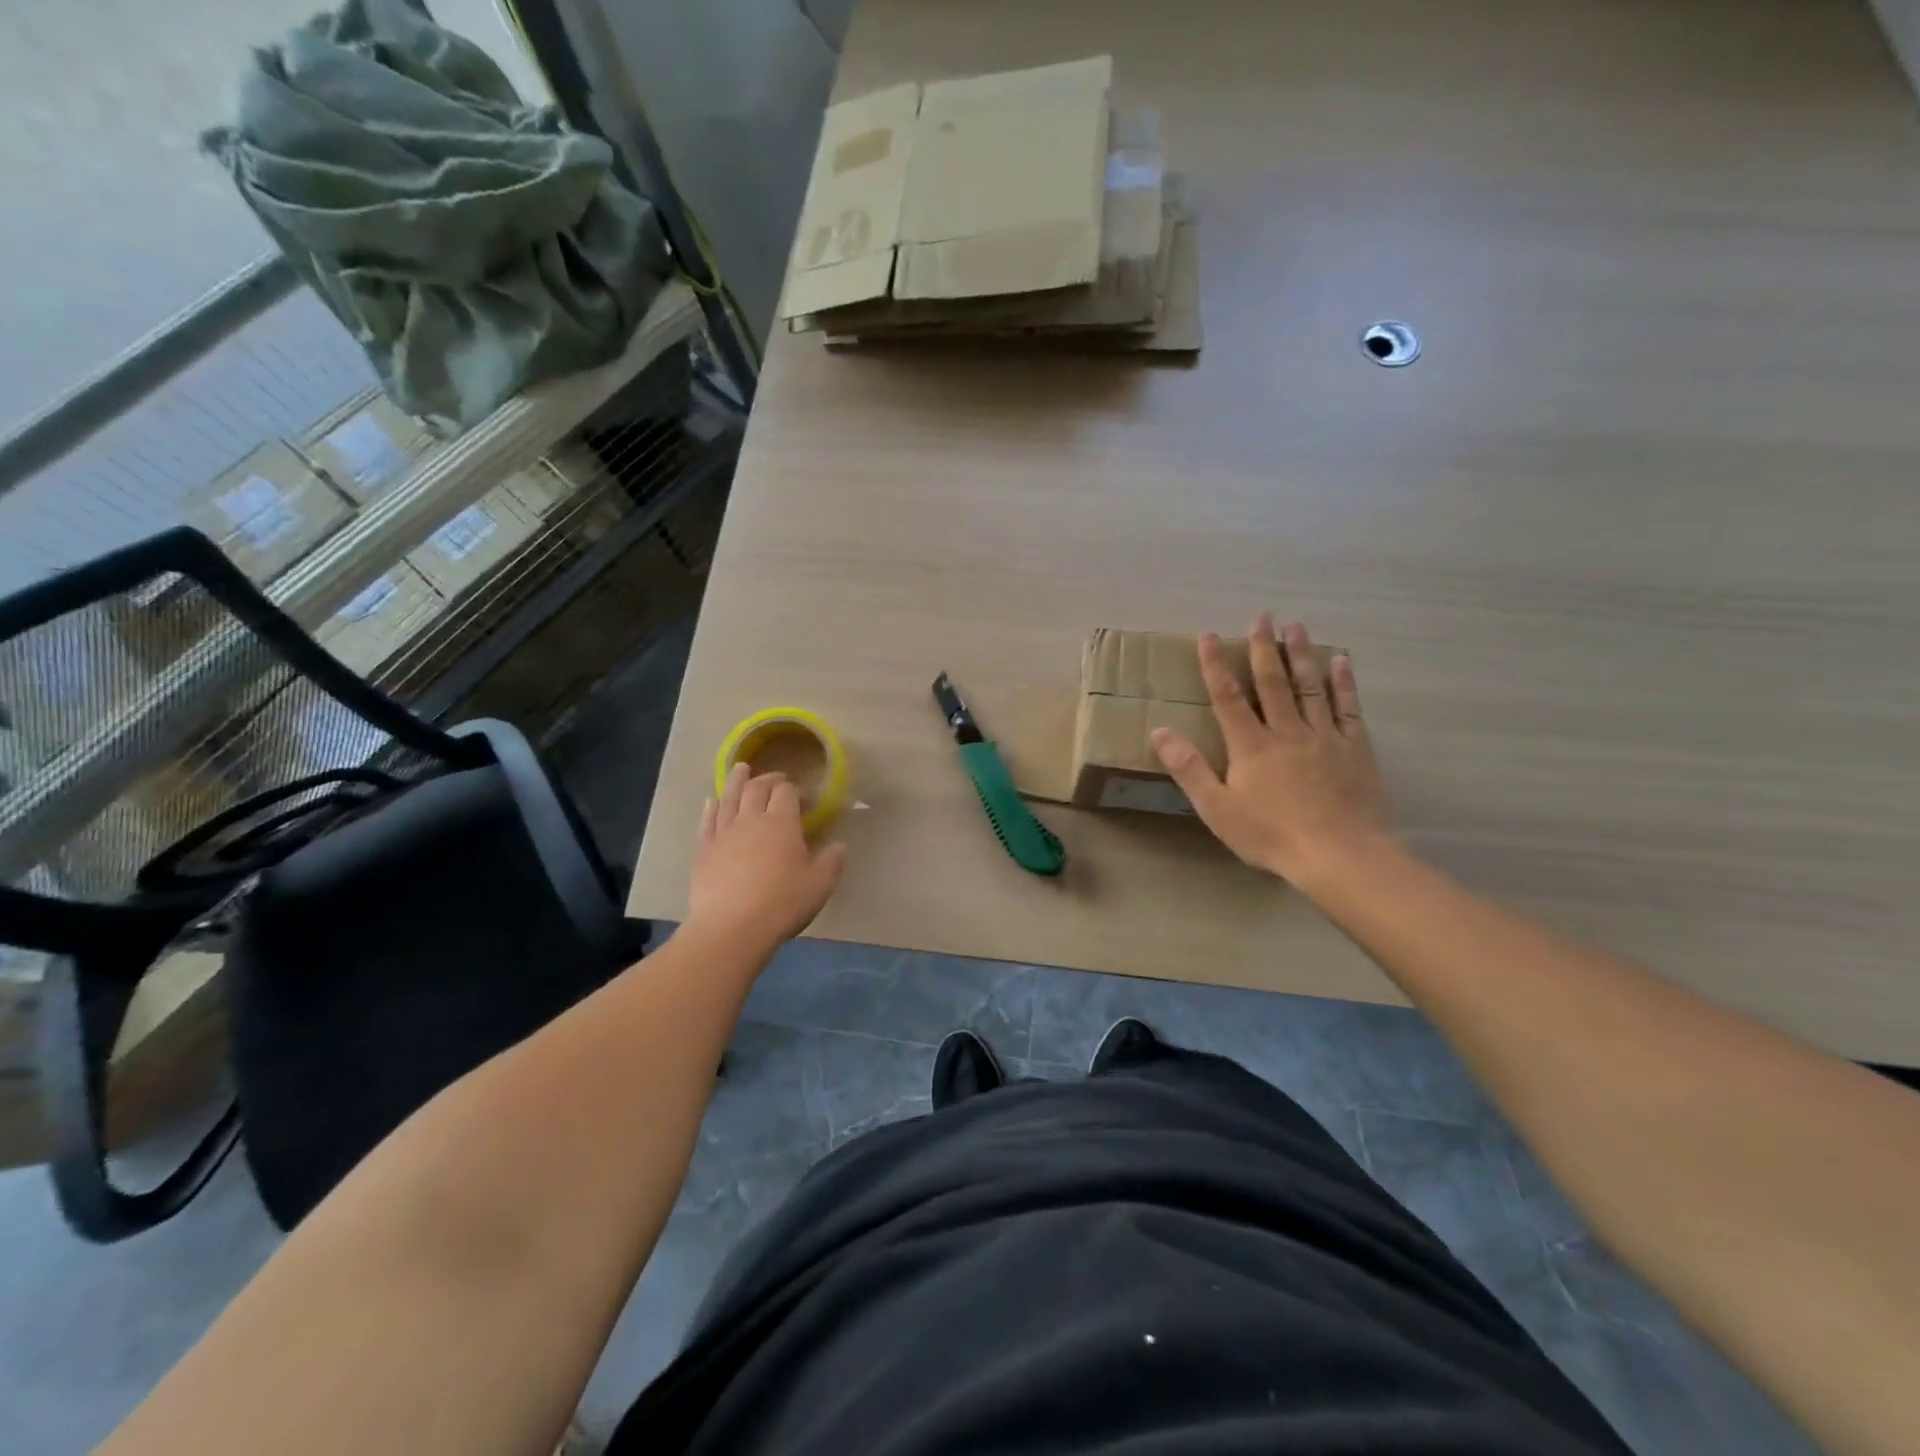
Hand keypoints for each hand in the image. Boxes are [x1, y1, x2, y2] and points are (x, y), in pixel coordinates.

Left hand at [686, 764, 847, 955]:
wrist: (731, 928)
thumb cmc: (782, 903)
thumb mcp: (819, 885)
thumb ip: (831, 862)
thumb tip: (839, 845)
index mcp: (782, 822)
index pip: (787, 792)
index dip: (794, 789)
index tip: (802, 796)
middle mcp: (751, 819)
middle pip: (757, 788)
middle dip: (768, 779)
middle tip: (775, 779)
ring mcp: (723, 833)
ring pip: (729, 798)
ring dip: (736, 781)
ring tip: (740, 769)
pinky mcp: (703, 851)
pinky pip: (707, 821)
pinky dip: (712, 808)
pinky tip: (712, 802)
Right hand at [1152, 614, 1395, 883]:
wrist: (1341, 856)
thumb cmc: (1271, 836)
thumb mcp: (1217, 809)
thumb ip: (1189, 768)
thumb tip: (1159, 731)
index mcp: (1251, 745)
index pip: (1228, 697)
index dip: (1216, 665)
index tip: (1209, 635)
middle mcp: (1287, 731)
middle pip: (1272, 682)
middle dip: (1263, 648)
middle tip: (1261, 616)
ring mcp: (1324, 737)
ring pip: (1310, 687)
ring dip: (1301, 654)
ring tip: (1296, 625)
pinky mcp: (1355, 749)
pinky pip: (1348, 708)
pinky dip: (1344, 683)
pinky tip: (1341, 662)